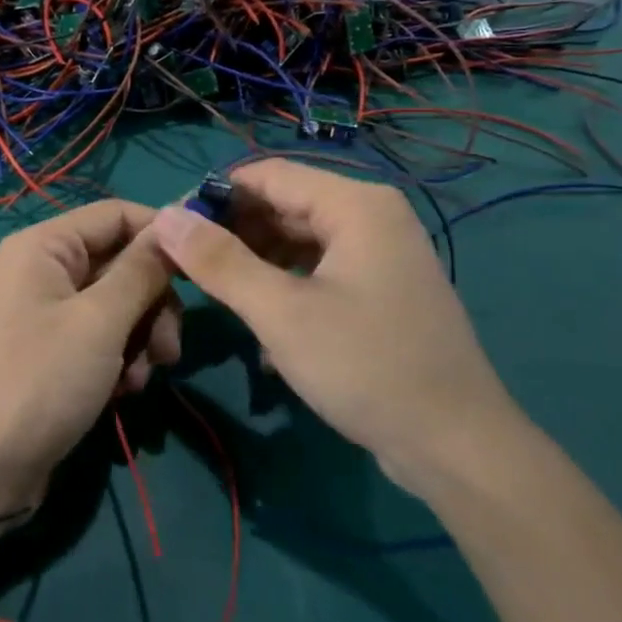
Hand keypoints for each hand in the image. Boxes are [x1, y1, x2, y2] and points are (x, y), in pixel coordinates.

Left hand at [0, 201, 179, 504]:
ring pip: (119, 304)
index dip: (161, 234)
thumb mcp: (100, 321)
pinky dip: (120, 359)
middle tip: (169, 348)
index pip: (116, 214)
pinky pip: (102, 336)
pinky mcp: (54, 350)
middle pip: (121, 263)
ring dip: (141, 338)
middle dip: (153, 304)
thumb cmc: (41, 382)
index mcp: (44, 246)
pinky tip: (123, 393)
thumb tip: (175, 221)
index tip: (203, 268)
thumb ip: (142, 270)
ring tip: (140, 379)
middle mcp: (43, 269)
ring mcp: (47, 312)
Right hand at [151, 160, 521, 496]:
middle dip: (233, 233)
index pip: (267, 175)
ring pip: (299, 242)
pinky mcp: (381, 291)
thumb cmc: (366, 366)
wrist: (456, 446)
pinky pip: (319, 272)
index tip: (170, 226)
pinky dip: (285, 288)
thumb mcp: (281, 313)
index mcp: (355, 205)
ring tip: (216, 295)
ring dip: (256, 264)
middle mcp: (371, 217)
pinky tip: (263, 328)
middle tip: (184, 265)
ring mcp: (381, 255)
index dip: (214, 194)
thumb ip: (219, 262)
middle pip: (284, 205)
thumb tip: (164, 216)